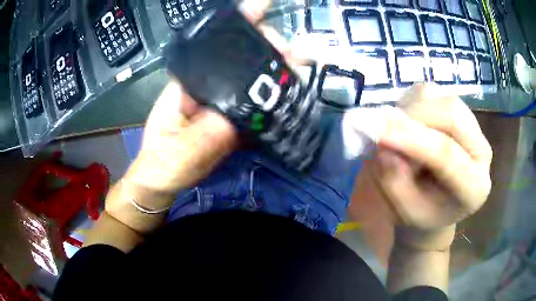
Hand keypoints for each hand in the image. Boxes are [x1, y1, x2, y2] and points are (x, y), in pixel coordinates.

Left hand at [124, 0, 280, 196]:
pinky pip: (254, 106)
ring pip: (250, 81)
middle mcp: (207, 87)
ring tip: (300, 66)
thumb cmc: (161, 165)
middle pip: (238, 59)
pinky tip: (291, 96)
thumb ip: (206, 137)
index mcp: (188, 85)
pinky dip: (273, 100)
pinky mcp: (230, 121)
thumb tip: (241, 119)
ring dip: (275, 72)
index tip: (264, 7)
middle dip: (267, 48)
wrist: (161, 184)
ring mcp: (221, 104)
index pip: (215, 47)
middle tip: (294, 51)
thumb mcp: (178, 153)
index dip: (238, 26)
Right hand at [353, 84, 492, 251]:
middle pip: (451, 114)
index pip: (447, 155)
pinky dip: (414, 102)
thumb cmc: (424, 211)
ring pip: (442, 99)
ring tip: (399, 132)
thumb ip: (395, 181)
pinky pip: (435, 93)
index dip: (413, 140)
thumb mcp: (406, 209)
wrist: (439, 202)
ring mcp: (474, 126)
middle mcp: (482, 151)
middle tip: (384, 128)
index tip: (379, 133)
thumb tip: (382, 145)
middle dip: (413, 117)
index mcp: (475, 187)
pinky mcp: (461, 110)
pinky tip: (410, 123)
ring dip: (413, 109)